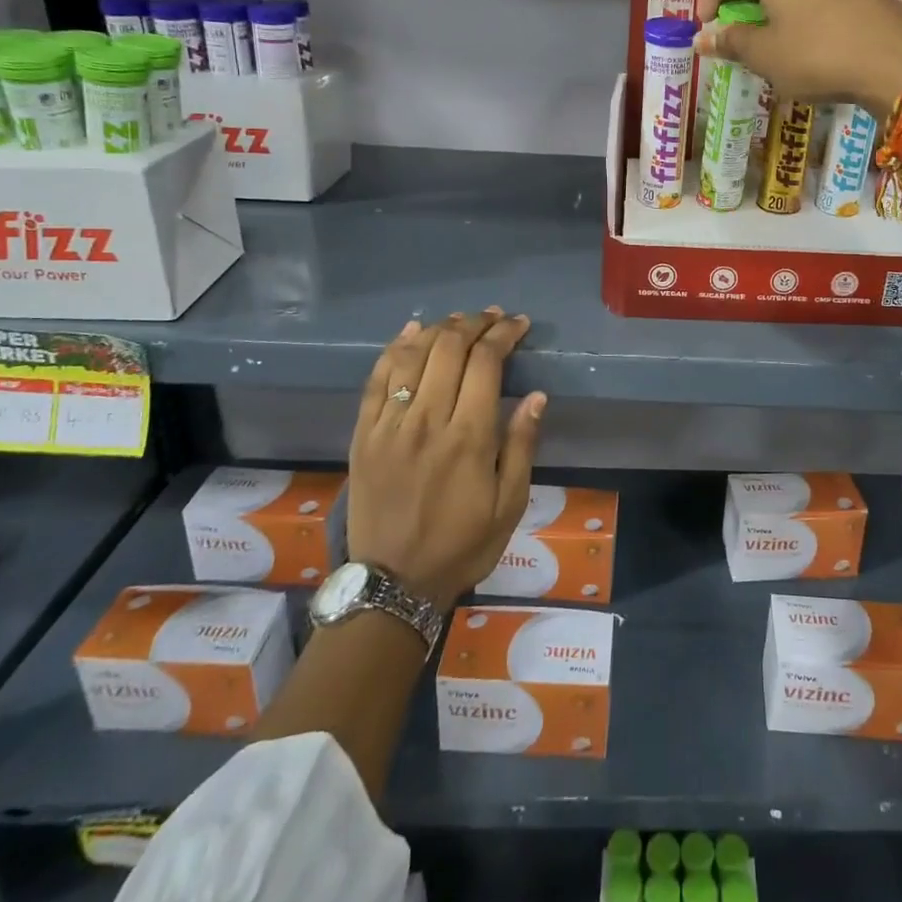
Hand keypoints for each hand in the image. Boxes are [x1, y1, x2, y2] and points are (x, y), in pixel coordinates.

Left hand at [347, 308, 545, 605]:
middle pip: (449, 348)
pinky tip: (411, 331)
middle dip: (475, 323)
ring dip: (439, 329)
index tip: (519, 324)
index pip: (486, 362)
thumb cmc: (462, 545)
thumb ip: (522, 445)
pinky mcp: (363, 434)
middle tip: (493, 318)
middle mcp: (426, 420)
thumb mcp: (510, 504)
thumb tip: (537, 395)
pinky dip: (394, 348)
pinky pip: (376, 378)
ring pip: (412, 355)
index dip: (503, 334)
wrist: (394, 584)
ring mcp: (389, 425)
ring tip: (460, 321)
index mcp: (468, 436)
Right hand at [694, 0, 901, 113]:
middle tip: (736, 32)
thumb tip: (703, 39)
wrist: (896, 63)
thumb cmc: (817, 54)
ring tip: (770, 39)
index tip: (709, 23)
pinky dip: (796, 3)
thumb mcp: (764, 54)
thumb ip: (730, 41)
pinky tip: (805, 39)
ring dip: (767, 0)